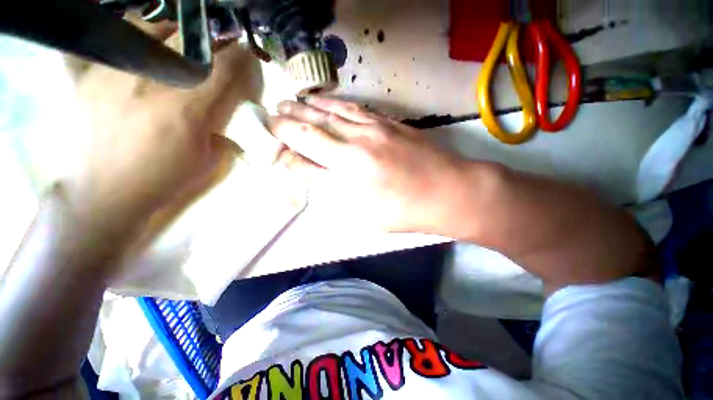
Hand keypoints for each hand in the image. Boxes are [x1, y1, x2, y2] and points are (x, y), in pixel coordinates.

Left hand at [68, 21, 261, 234]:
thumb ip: (222, 129)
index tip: (244, 51)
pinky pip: (116, 40)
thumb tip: (229, 109)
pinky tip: (145, 50)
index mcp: (186, 108)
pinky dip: (136, 38)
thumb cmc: (165, 178)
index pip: (221, 69)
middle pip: (188, 42)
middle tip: (216, 47)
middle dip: (210, 41)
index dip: (238, 56)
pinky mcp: (89, 75)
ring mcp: (115, 73)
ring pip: (152, 30)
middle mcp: (150, 82)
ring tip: (180, 46)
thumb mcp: (208, 159)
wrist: (106, 192)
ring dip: (174, 34)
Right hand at [270, 98, 473, 233]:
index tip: (275, 148)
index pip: (304, 157)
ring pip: (329, 112)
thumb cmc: (404, 211)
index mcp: (349, 175)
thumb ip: (333, 191)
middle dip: (287, 120)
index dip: (286, 150)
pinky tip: (322, 100)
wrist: (447, 191)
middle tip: (272, 115)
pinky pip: (352, 108)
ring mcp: (372, 130)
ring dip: (305, 106)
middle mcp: (355, 147)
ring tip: (289, 101)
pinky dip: (332, 103)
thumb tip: (307, 171)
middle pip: (311, 128)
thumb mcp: (363, 214)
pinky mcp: (387, 122)